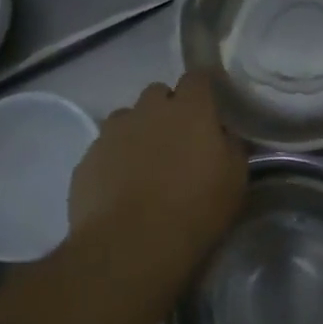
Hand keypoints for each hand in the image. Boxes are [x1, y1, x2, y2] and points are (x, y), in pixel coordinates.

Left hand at [67, 71, 247, 291]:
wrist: (131, 246)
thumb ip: (231, 146)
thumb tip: (223, 135)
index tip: (209, 108)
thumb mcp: (235, 180)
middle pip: (158, 93)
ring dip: (138, 131)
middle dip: (167, 109)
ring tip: (145, 165)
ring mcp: (113, 132)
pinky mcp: (87, 158)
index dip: (203, 89)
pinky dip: (114, 159)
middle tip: (177, 141)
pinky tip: (120, 188)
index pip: (197, 77)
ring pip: (127, 118)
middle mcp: (149, 110)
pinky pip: (104, 148)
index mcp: (190, 110)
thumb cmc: (195, 211)